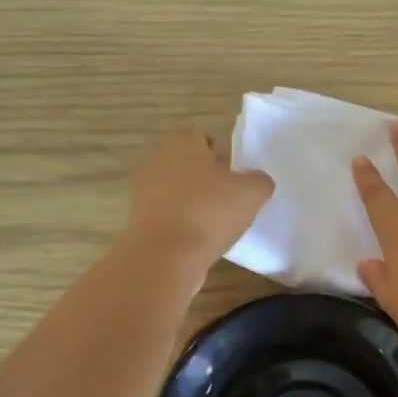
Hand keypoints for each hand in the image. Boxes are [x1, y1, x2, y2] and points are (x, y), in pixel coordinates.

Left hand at [124, 131, 273, 284]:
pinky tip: (196, 239)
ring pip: (175, 190)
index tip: (234, 180)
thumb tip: (258, 181)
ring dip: (192, 203)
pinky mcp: (137, 218)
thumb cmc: (209, 212)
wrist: (165, 256)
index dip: (222, 158)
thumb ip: (260, 180)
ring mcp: (142, 190)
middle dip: (205, 180)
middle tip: (228, 201)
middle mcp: (157, 159)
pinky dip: (180, 223)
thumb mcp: (252, 193)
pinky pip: (166, 214)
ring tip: (213, 224)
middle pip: (188, 165)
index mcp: (182, 142)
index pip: (204, 140)